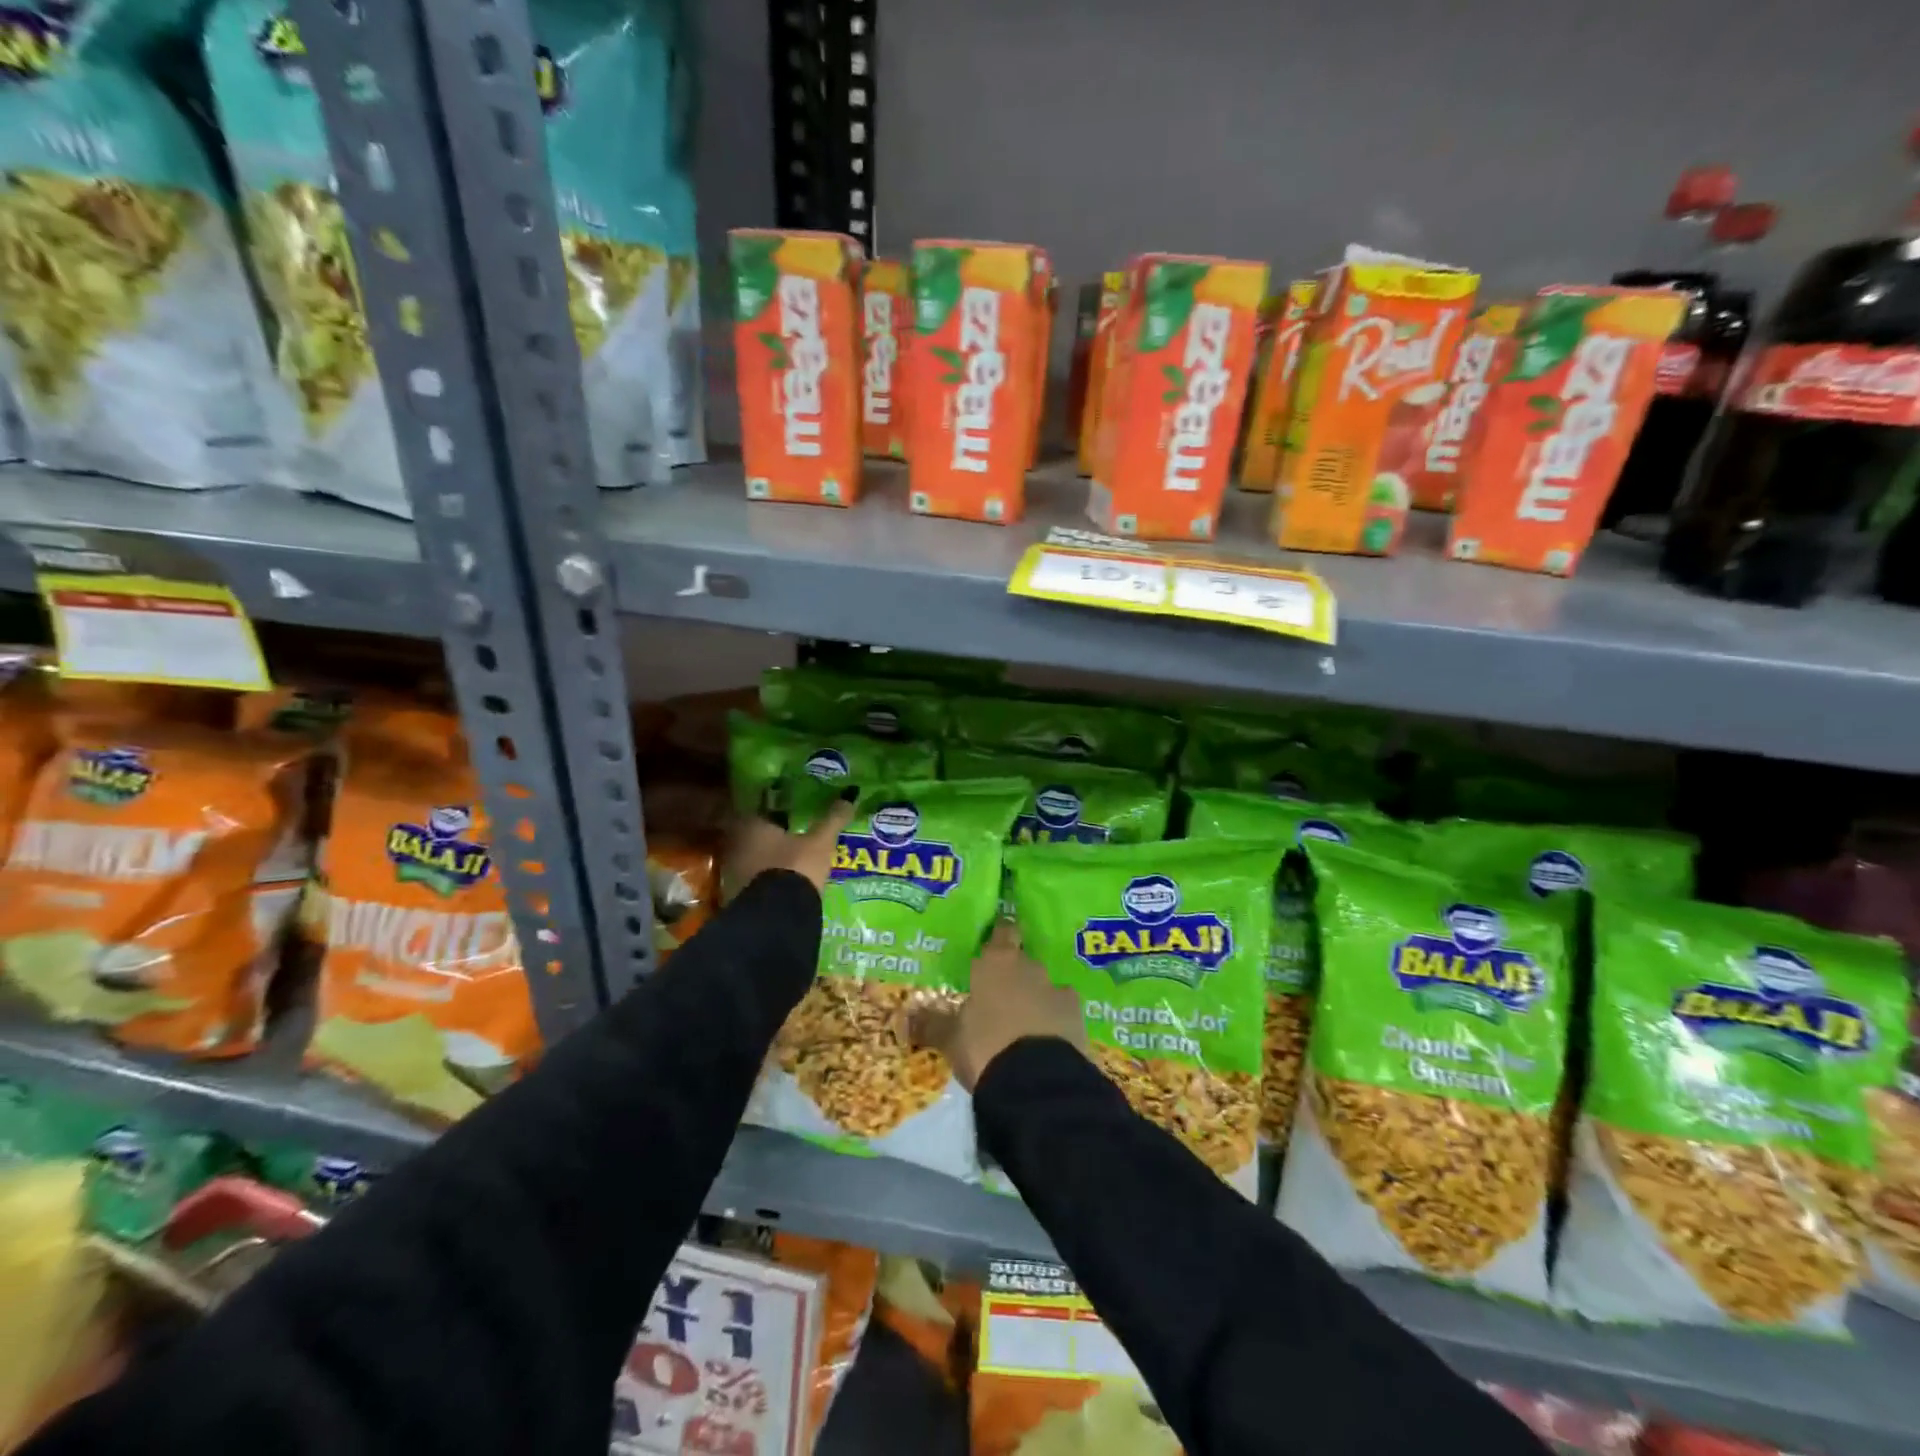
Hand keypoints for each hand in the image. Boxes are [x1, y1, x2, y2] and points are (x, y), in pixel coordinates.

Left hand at [721, 796, 853, 897]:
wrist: (777, 917)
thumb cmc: (796, 867)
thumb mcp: (820, 843)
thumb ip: (832, 820)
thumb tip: (849, 797)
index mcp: (752, 826)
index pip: (757, 808)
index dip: (770, 808)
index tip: (784, 808)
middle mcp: (736, 846)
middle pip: (750, 834)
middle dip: (767, 835)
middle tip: (788, 833)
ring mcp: (733, 873)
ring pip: (749, 858)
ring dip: (764, 858)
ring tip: (786, 859)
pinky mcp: (736, 897)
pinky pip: (750, 881)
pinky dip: (762, 879)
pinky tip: (780, 882)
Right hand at [912, 923, 1087, 1090]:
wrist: (1038, 1083)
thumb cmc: (985, 1047)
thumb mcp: (951, 1038)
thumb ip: (931, 1024)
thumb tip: (904, 1017)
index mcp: (997, 963)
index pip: (1003, 933)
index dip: (1001, 935)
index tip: (997, 940)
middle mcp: (1031, 969)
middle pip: (1023, 963)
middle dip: (1013, 977)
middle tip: (998, 997)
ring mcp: (1059, 993)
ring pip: (1045, 989)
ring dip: (1036, 1001)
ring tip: (1023, 1026)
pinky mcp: (1079, 1021)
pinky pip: (1063, 1015)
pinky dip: (1055, 1024)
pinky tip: (1046, 1043)